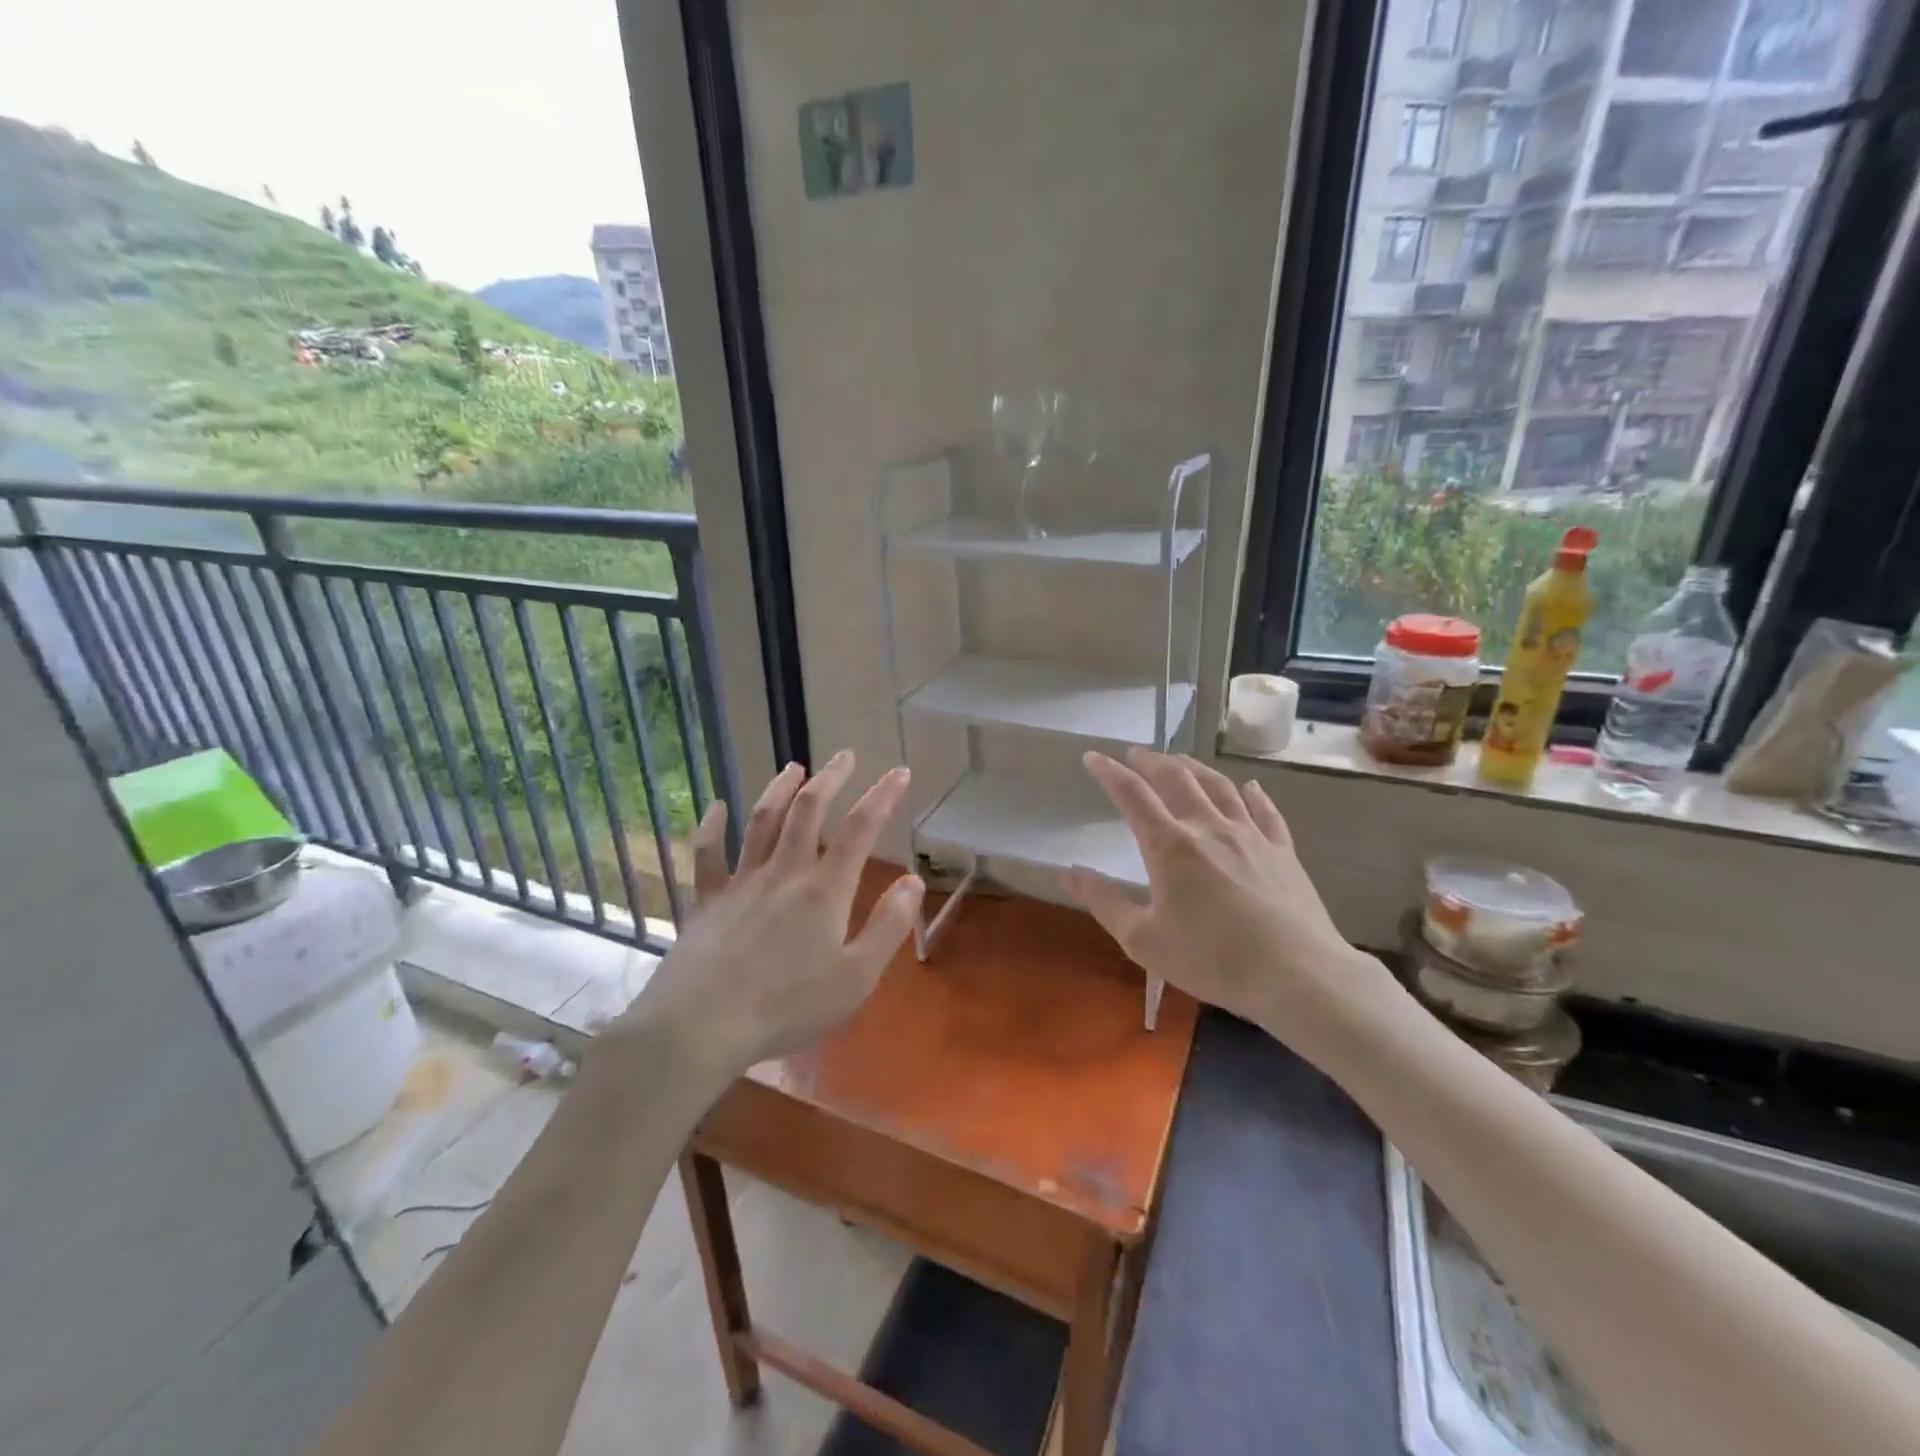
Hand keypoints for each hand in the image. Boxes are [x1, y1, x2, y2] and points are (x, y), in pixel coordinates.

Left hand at [612, 751, 923, 1078]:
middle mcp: (784, 872)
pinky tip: (715, 807)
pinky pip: (707, 854)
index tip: (899, 771)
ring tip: (794, 767)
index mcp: (824, 890)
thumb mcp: (855, 978)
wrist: (700, 1026)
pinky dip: (711, 826)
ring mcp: (741, 882)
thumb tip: (914, 881)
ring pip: (762, 821)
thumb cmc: (787, 1007)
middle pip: (808, 811)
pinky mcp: (706, 900)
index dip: (883, 796)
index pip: (861, 829)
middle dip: (831, 778)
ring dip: (780, 789)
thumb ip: (888, 927)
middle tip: (845, 755)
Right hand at [1062, 748, 1393, 1044]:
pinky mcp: (1282, 851)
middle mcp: (1208, 828)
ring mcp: (1250, 836)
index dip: (1109, 773)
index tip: (1093, 756)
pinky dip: (1254, 795)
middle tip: (1136, 753)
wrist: (1297, 975)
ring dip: (1196, 769)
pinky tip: (1251, 787)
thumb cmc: (1212, 960)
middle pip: (1177, 780)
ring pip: (1219, 787)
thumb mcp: (1143, 940)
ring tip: (1181, 760)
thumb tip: (1068, 872)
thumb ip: (1104, 902)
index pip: (1133, 796)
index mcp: (1170, 846)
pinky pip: (1266, 812)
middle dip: (1152, 762)